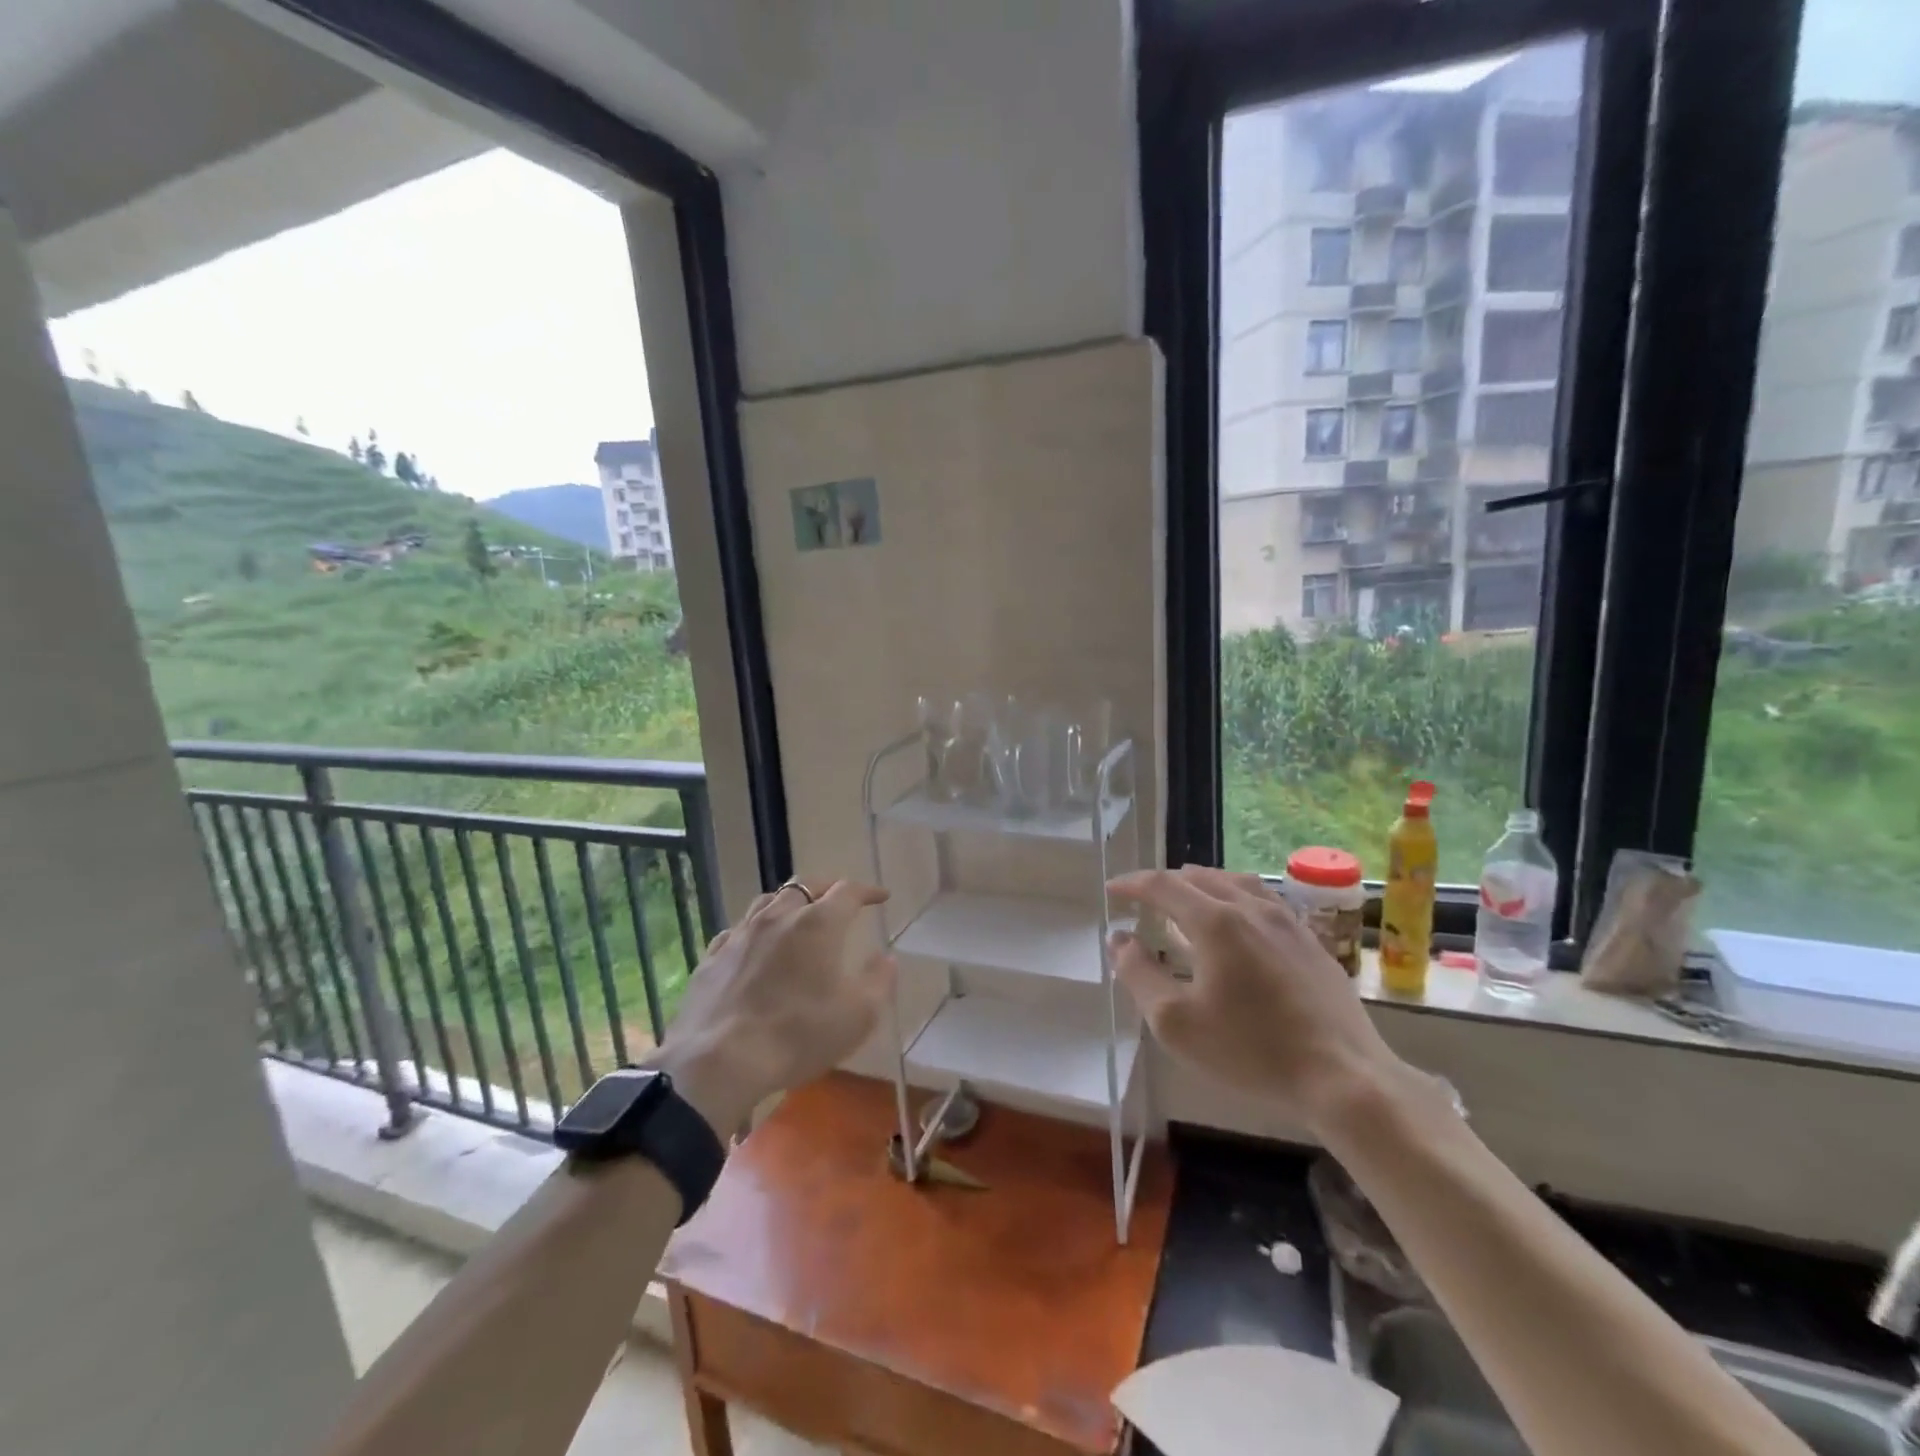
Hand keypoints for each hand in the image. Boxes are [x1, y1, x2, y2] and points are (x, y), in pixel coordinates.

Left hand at [648, 878, 894, 1133]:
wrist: (720, 1062)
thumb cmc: (799, 1035)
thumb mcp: (858, 1015)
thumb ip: (879, 981)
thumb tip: (886, 958)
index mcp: (817, 924)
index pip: (848, 892)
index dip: (867, 892)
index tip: (881, 897)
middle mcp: (778, 917)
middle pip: (805, 886)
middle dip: (827, 887)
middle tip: (840, 898)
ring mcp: (740, 935)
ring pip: (767, 901)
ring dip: (789, 902)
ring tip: (798, 913)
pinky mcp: (712, 957)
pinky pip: (737, 930)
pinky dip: (756, 929)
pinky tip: (755, 943)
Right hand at [1108, 866, 1409, 1135]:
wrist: (1344, 1077)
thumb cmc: (1250, 1051)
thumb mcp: (1175, 1022)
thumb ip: (1139, 974)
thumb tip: (1119, 939)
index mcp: (1215, 921)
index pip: (1163, 885)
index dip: (1132, 883)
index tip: (1112, 890)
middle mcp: (1250, 908)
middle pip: (1199, 877)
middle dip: (1164, 883)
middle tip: (1143, 898)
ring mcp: (1286, 921)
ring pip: (1235, 883)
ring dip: (1202, 884)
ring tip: (1186, 899)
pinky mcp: (1310, 941)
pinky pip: (1263, 900)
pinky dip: (1234, 898)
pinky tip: (1237, 922)